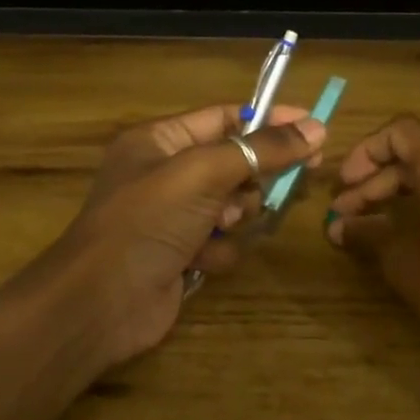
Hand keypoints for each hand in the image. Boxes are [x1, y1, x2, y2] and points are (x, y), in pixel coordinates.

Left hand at [34, 103, 325, 371]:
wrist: (102, 302)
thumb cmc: (147, 222)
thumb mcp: (204, 173)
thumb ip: (261, 149)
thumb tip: (316, 128)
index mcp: (160, 140)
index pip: (226, 117)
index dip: (271, 119)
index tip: (315, 128)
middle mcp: (167, 173)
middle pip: (236, 162)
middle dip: (255, 178)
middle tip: (289, 182)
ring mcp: (176, 216)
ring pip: (236, 206)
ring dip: (236, 218)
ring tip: (218, 227)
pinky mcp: (184, 253)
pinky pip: (224, 242)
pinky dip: (219, 251)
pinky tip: (200, 261)